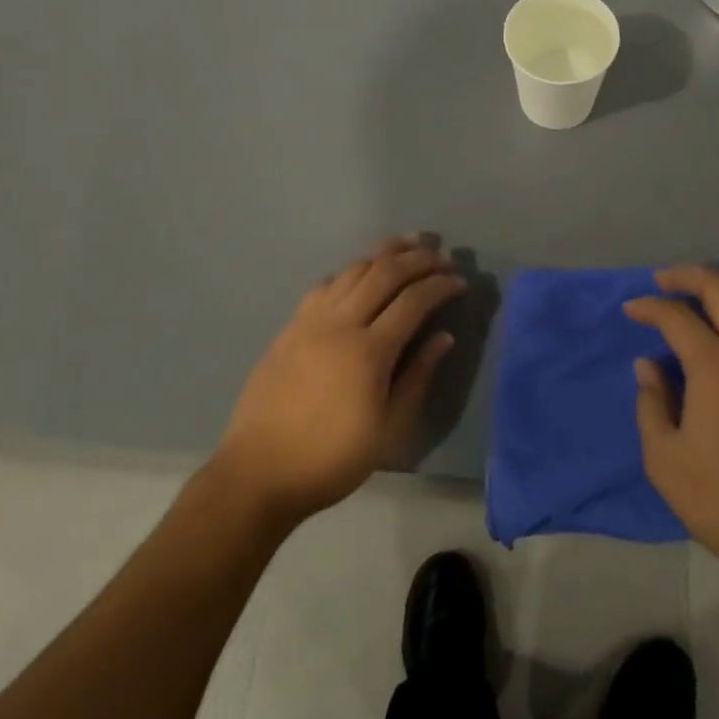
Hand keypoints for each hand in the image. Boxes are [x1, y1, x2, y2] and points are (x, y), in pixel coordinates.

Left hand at [213, 238, 462, 526]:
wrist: (259, 473)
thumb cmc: (332, 459)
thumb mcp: (389, 429)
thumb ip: (418, 377)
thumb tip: (443, 337)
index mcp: (369, 351)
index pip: (414, 300)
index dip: (441, 285)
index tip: (460, 282)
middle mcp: (340, 323)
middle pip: (385, 272)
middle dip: (418, 258)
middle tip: (441, 256)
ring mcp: (311, 320)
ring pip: (354, 269)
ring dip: (385, 253)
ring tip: (409, 245)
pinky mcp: (291, 326)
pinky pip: (326, 284)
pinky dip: (352, 270)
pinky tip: (362, 274)